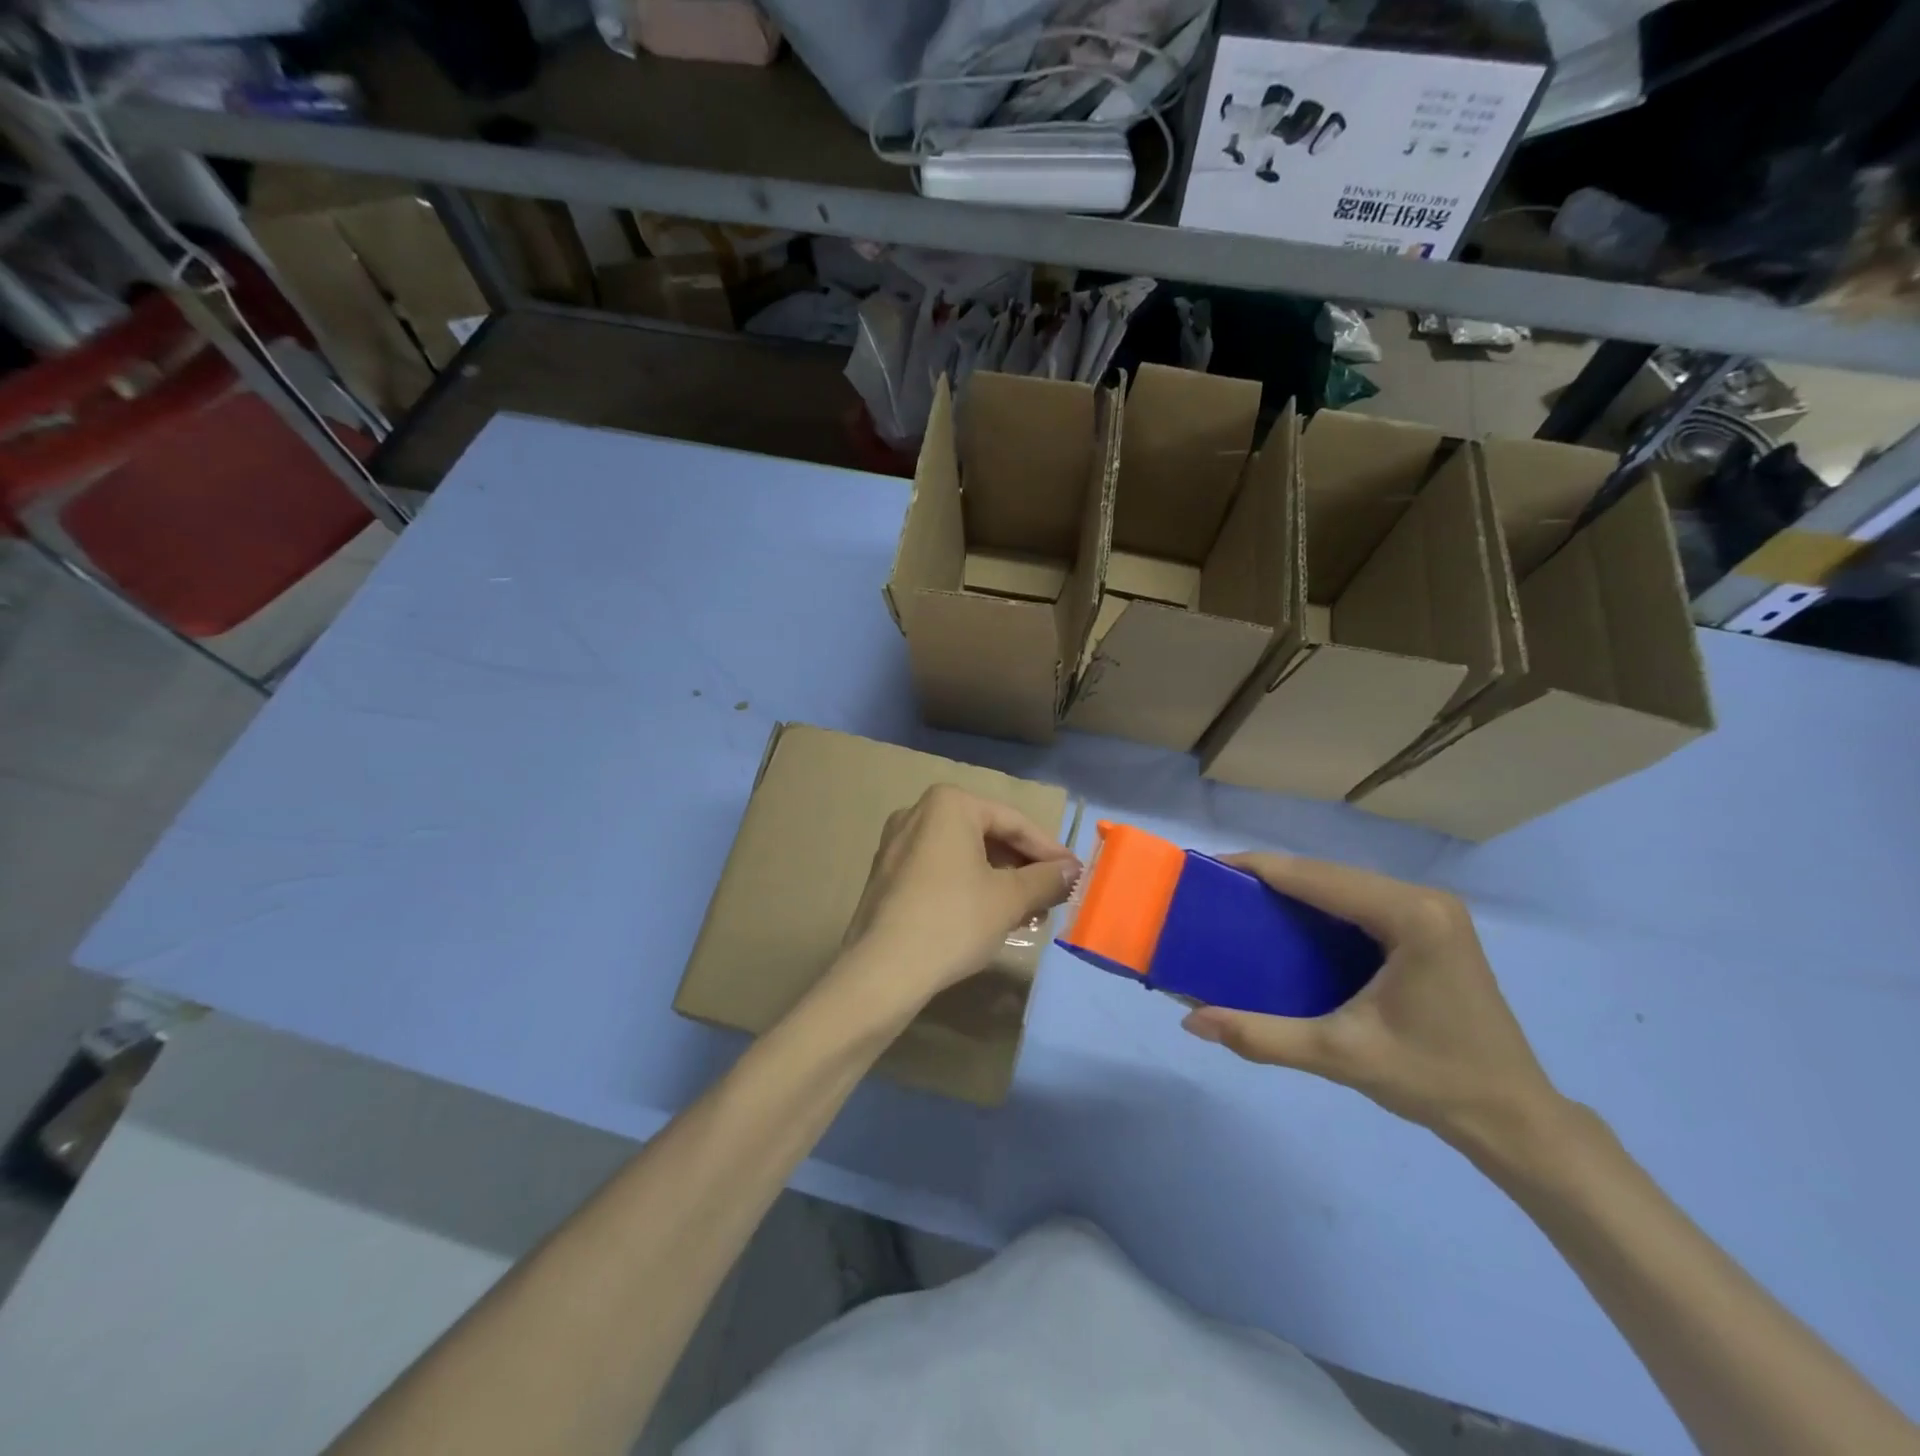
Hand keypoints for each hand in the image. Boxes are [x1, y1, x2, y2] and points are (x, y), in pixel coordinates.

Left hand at [835, 785, 1080, 1013]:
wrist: (882, 971)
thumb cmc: (953, 921)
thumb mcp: (1010, 899)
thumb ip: (1047, 879)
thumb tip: (1072, 870)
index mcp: (949, 804)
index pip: (1013, 822)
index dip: (1049, 851)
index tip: (1074, 874)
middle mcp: (918, 812)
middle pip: (986, 836)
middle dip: (1022, 868)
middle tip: (1051, 896)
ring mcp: (896, 844)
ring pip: (963, 856)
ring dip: (999, 881)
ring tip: (1026, 914)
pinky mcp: (886, 875)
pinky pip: (939, 871)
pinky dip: (969, 888)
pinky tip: (989, 918)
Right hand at [1181, 854, 1560, 1149]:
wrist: (1512, 1118)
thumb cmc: (1432, 1081)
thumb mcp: (1339, 1056)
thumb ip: (1262, 1035)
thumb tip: (1191, 1022)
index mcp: (1411, 916)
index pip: (1319, 877)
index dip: (1260, 868)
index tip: (1209, 866)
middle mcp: (1425, 899)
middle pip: (1331, 874)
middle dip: (1272, 877)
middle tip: (1218, 889)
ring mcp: (1433, 911)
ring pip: (1345, 884)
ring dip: (1295, 889)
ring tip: (1243, 900)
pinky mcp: (1432, 927)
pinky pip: (1362, 902)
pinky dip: (1321, 906)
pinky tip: (1290, 921)